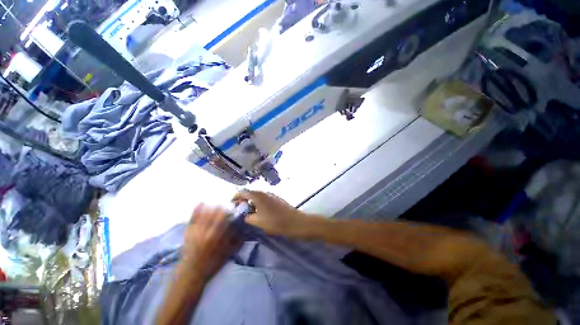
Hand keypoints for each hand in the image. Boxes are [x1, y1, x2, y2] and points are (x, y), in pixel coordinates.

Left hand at [182, 204, 240, 278]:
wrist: (191, 272)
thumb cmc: (211, 264)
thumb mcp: (227, 254)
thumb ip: (237, 242)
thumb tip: (243, 231)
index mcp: (218, 237)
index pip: (225, 220)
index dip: (229, 213)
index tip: (232, 210)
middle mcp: (208, 232)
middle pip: (216, 215)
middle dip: (221, 208)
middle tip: (224, 206)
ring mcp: (197, 231)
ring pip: (205, 214)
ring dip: (212, 207)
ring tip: (215, 204)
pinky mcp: (189, 232)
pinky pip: (193, 218)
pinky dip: (196, 210)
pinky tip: (201, 203)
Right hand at [232, 190, 308, 236]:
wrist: (294, 222)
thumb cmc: (274, 222)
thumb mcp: (257, 222)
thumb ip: (247, 217)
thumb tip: (245, 215)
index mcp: (258, 195)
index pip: (243, 192)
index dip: (235, 197)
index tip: (231, 203)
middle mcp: (264, 192)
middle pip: (250, 193)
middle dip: (243, 200)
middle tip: (239, 209)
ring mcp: (272, 195)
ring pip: (258, 196)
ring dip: (251, 202)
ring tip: (248, 212)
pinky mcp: (277, 199)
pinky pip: (264, 199)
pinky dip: (258, 204)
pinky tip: (259, 212)